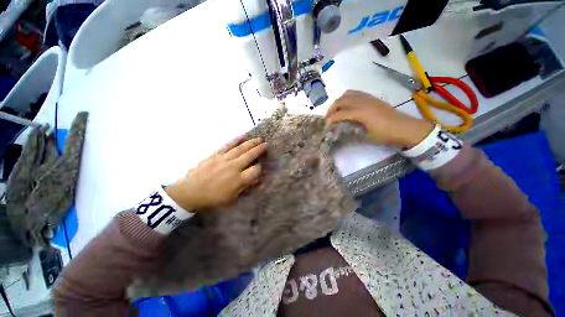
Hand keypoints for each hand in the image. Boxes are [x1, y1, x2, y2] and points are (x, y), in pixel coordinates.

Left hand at [165, 137, 266, 210]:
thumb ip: (245, 187)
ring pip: (241, 149)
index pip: (255, 170)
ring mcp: (224, 159)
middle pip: (250, 156)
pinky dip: (236, 139)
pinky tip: (243, 135)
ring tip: (259, 138)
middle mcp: (234, 167)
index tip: (261, 167)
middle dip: (259, 150)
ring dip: (251, 143)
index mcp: (238, 179)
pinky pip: (228, 145)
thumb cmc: (213, 198)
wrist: (190, 192)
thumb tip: (257, 180)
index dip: (260, 168)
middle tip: (266, 144)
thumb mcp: (232, 198)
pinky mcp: (216, 155)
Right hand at [326, 90, 432, 147]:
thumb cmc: (386, 135)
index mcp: (361, 113)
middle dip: (332, 108)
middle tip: (328, 117)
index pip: (340, 114)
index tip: (326, 126)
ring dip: (339, 101)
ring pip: (348, 94)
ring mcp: (368, 98)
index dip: (331, 120)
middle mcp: (363, 102)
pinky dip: (347, 97)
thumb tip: (339, 132)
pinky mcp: (372, 98)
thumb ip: (352, 133)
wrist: (406, 128)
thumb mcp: (367, 137)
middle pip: (341, 100)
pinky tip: (347, 105)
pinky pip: (356, 93)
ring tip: (336, 110)